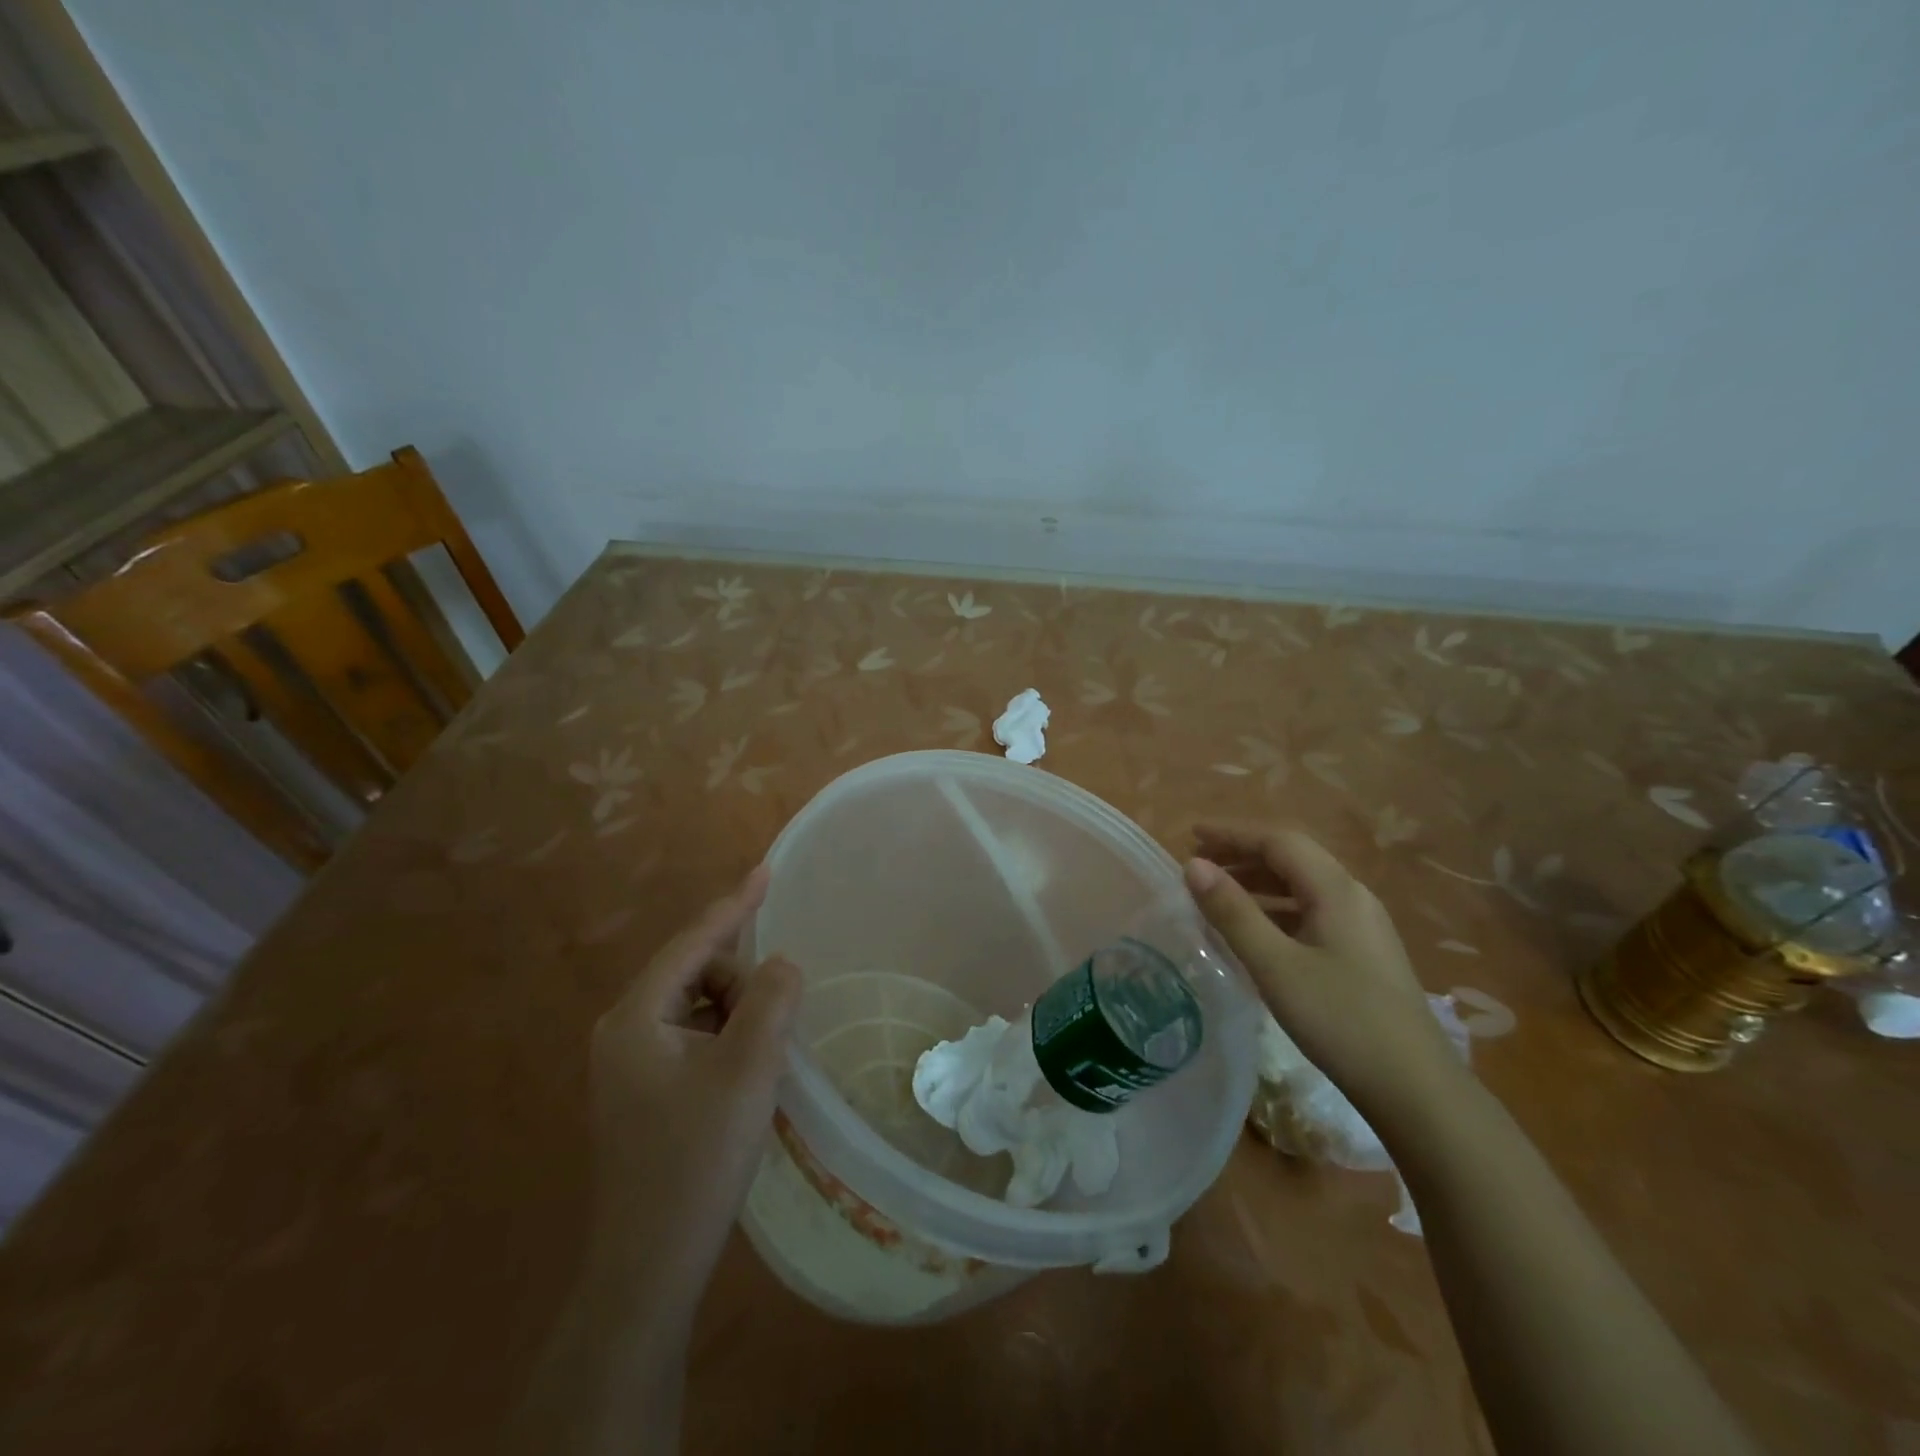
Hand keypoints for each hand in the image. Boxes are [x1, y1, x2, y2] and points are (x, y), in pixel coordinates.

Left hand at [586, 865, 800, 1326]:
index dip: (734, 905)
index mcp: (635, 1017)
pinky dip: (725, 1040)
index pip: (692, 943)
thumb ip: (771, 1002)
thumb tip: (782, 963)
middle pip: (696, 974)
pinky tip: (744, 1076)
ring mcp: (629, 1062)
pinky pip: (692, 1037)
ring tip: (761, 1061)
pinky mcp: (642, 1089)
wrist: (649, 1265)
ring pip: (697, 1007)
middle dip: (741, 985)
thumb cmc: (696, 1160)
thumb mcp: (747, 1072)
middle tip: (774, 1029)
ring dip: (737, 1017)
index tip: (767, 870)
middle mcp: (623, 1030)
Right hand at [1185, 823, 1466, 1120]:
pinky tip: (1255, 933)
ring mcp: (1363, 926)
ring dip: (1259, 882)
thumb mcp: (1275, 965)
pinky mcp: (1364, 954)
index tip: (1191, 835)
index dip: (1232, 834)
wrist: (1416, 1089)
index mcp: (1336, 890)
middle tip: (1198, 865)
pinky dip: (1276, 909)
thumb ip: (1233, 912)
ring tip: (1218, 894)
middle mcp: (1353, 897)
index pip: (1279, 841)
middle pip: (1292, 859)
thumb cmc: (1340, 1020)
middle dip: (1243, 855)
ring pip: (1303, 887)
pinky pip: (1311, 912)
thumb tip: (1193, 866)